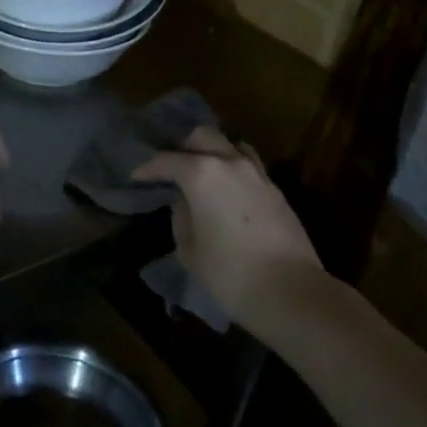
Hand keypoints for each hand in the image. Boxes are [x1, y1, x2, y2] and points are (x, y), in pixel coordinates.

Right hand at [133, 127, 322, 324]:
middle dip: (183, 147)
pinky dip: (233, 170)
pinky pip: (249, 166)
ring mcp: (258, 174)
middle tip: (172, 168)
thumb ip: (181, 217)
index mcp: (202, 174)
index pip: (167, 160)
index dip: (148, 168)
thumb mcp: (189, 249)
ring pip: (232, 145)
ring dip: (213, 152)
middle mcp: (231, 163)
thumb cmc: (229, 272)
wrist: (290, 290)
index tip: (136, 177)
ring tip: (203, 173)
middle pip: (203, 136)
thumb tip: (185, 202)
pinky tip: (227, 191)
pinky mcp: (276, 190)